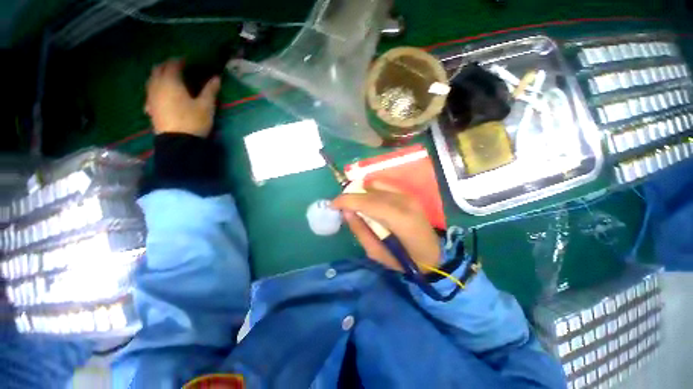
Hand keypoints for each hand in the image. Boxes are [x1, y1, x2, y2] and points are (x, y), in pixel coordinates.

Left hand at [145, 59, 220, 136]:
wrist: (178, 142)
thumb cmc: (193, 121)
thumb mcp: (206, 106)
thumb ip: (210, 90)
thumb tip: (217, 78)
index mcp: (171, 82)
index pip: (172, 64)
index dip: (180, 61)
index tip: (188, 61)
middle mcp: (157, 85)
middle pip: (158, 69)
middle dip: (167, 66)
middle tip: (178, 68)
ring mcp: (151, 97)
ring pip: (151, 79)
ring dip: (160, 75)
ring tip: (171, 79)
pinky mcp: (150, 107)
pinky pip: (150, 92)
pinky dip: (156, 88)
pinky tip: (162, 94)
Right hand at [332, 182, 440, 271]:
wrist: (432, 254)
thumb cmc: (404, 259)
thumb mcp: (376, 253)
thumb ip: (360, 230)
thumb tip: (346, 212)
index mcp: (399, 219)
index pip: (367, 202)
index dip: (347, 201)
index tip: (332, 205)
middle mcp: (404, 201)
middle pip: (370, 192)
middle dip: (351, 197)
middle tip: (341, 207)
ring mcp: (407, 195)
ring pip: (375, 185)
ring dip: (360, 193)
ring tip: (355, 205)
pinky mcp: (407, 193)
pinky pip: (383, 185)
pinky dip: (371, 190)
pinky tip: (368, 200)